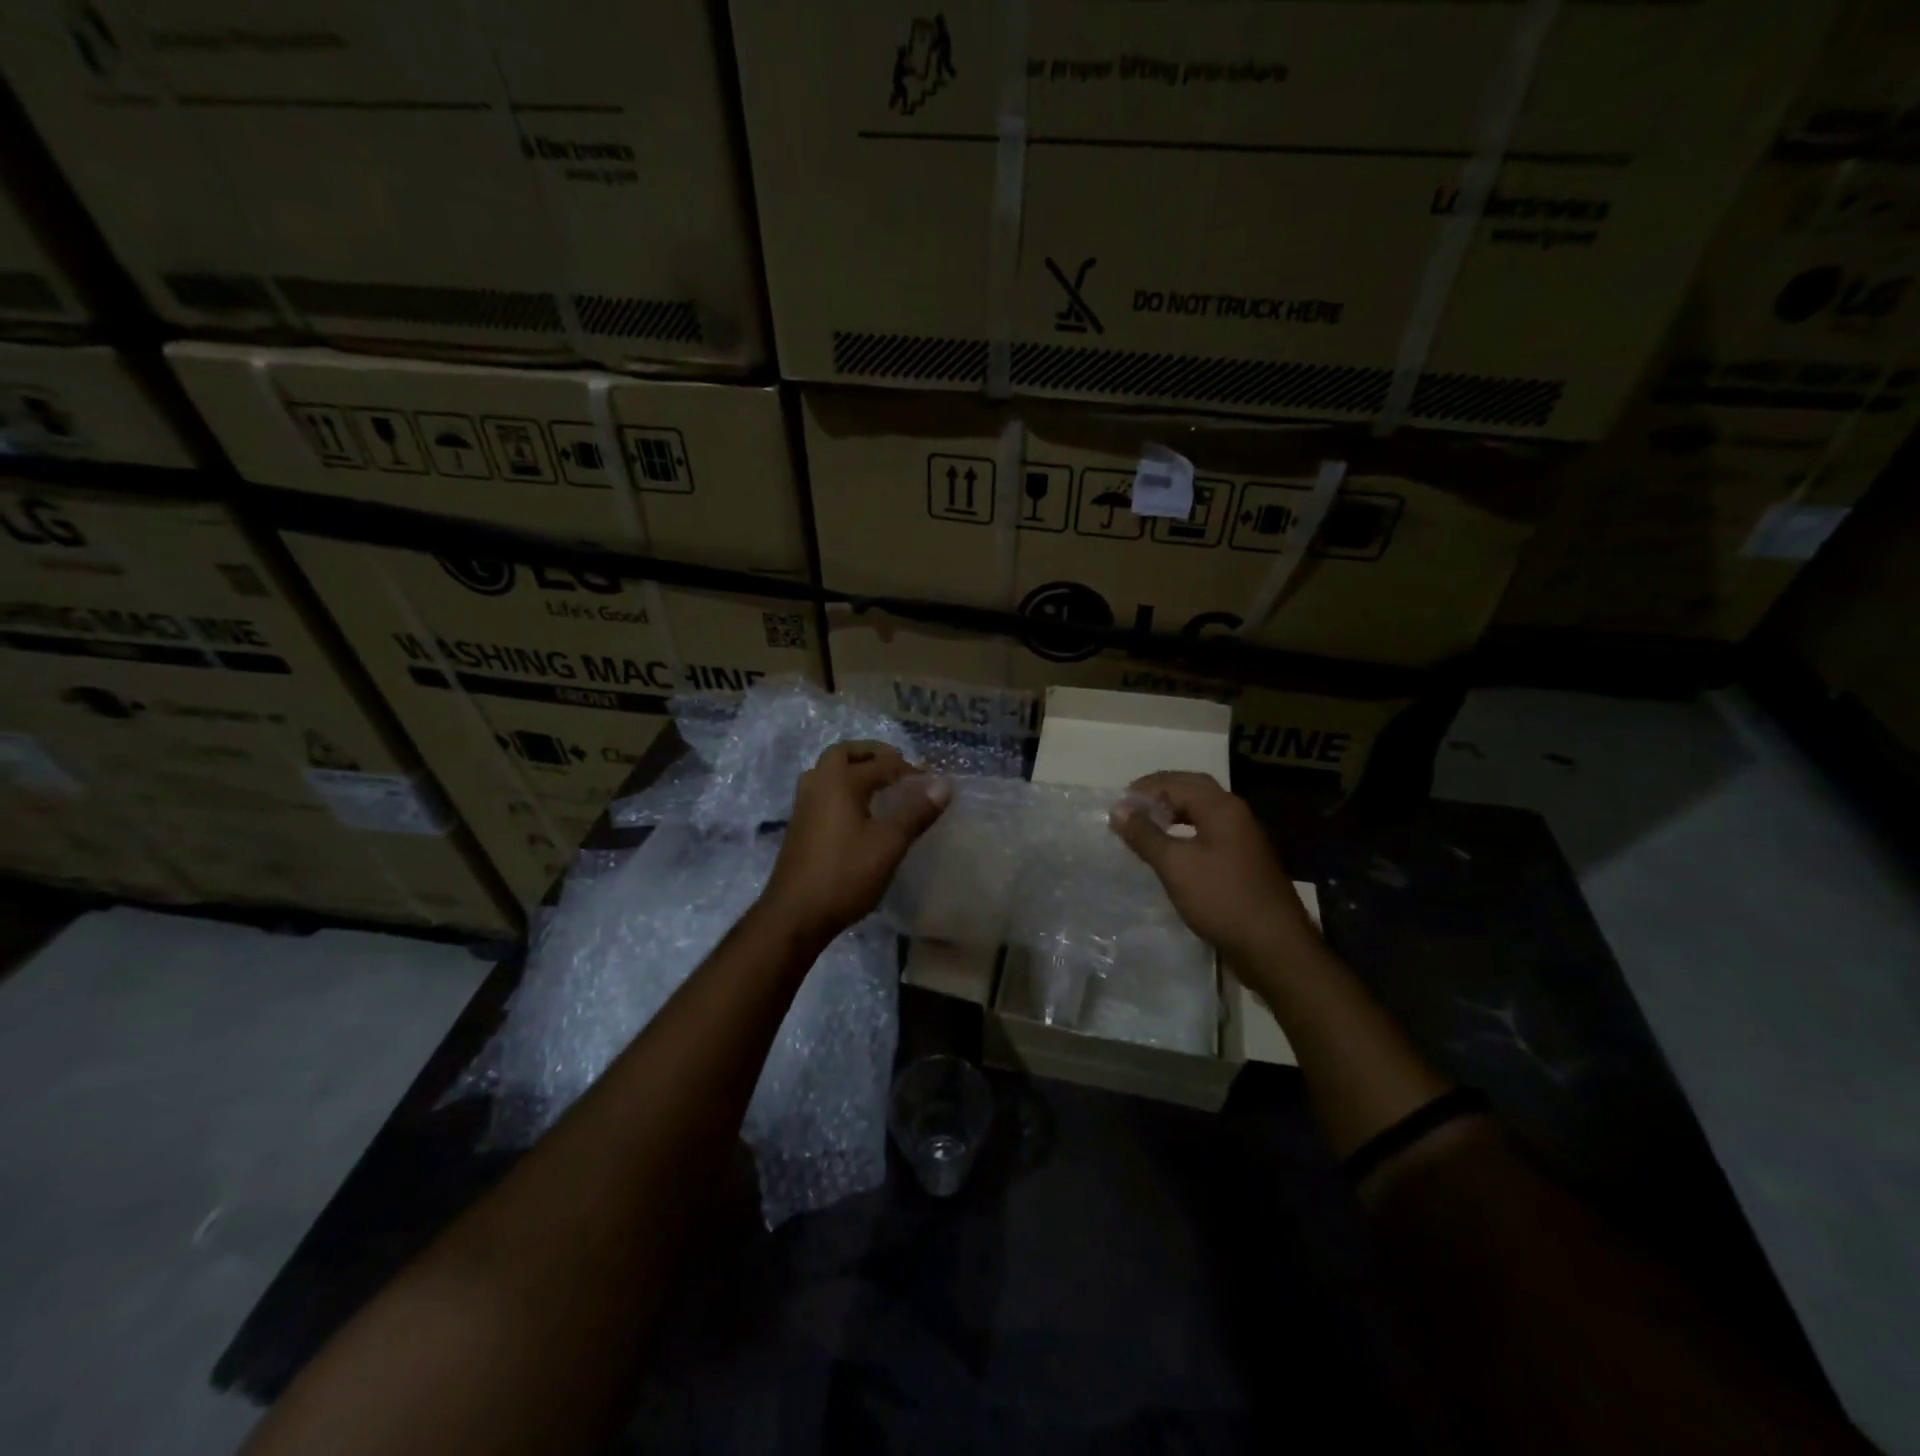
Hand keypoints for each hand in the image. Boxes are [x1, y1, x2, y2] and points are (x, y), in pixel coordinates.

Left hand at [758, 740, 949, 948]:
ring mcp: (804, 803)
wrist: (795, 914)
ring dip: (854, 768)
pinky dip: (843, 787)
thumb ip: (916, 812)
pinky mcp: (799, 824)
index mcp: (841, 782)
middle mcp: (818, 783)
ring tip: (879, 784)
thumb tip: (944, 785)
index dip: (908, 769)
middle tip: (897, 766)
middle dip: (872, 754)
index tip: (931, 781)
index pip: (881, 763)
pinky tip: (858, 810)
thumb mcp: (889, 844)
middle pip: (844, 753)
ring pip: (828, 771)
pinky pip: (823, 790)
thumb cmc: (845, 875)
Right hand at [1109, 771, 1318, 968]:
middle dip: (1160, 794)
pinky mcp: (1244, 862)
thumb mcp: (1175, 865)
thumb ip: (1145, 835)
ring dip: (1173, 813)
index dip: (1145, 789)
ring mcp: (1243, 839)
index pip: (1177, 782)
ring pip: (1202, 812)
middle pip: (1193, 790)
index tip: (1117, 805)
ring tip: (1146, 827)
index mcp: (1221, 807)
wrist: (1273, 946)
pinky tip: (1171, 852)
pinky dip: (1186, 832)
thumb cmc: (1221, 898)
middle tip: (1131, 809)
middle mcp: (1235, 815)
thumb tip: (1118, 809)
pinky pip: (1209, 833)